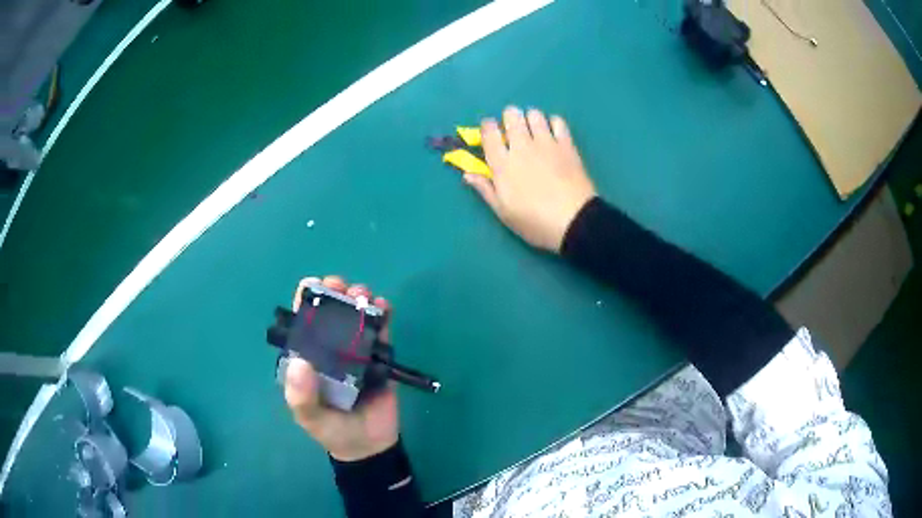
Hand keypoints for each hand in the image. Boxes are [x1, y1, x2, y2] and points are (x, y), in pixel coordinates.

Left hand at [283, 275, 399, 461]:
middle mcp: (330, 348)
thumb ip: (301, 396)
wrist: (369, 446)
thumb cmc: (333, 429)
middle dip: (335, 292)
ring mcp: (356, 350)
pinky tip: (384, 306)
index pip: (303, 322)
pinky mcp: (380, 355)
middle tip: (341, 287)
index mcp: (309, 356)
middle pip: (331, 311)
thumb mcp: (310, 417)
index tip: (314, 285)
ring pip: (356, 314)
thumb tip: (299, 362)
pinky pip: (381, 329)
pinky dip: (383, 313)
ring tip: (363, 296)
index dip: (306, 300)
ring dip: (359, 297)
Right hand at [464, 107, 596, 251]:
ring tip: (534, 132)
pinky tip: (553, 135)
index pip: (488, 131)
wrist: (575, 221)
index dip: (487, 127)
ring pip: (534, 114)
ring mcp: (546, 143)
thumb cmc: (535, 221)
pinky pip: (558, 121)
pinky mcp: (567, 145)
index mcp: (502, 164)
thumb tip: (467, 174)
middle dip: (509, 118)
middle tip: (513, 132)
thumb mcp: (504, 212)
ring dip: (530, 119)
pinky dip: (553, 123)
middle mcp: (522, 146)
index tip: (490, 133)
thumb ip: (485, 189)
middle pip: (511, 115)